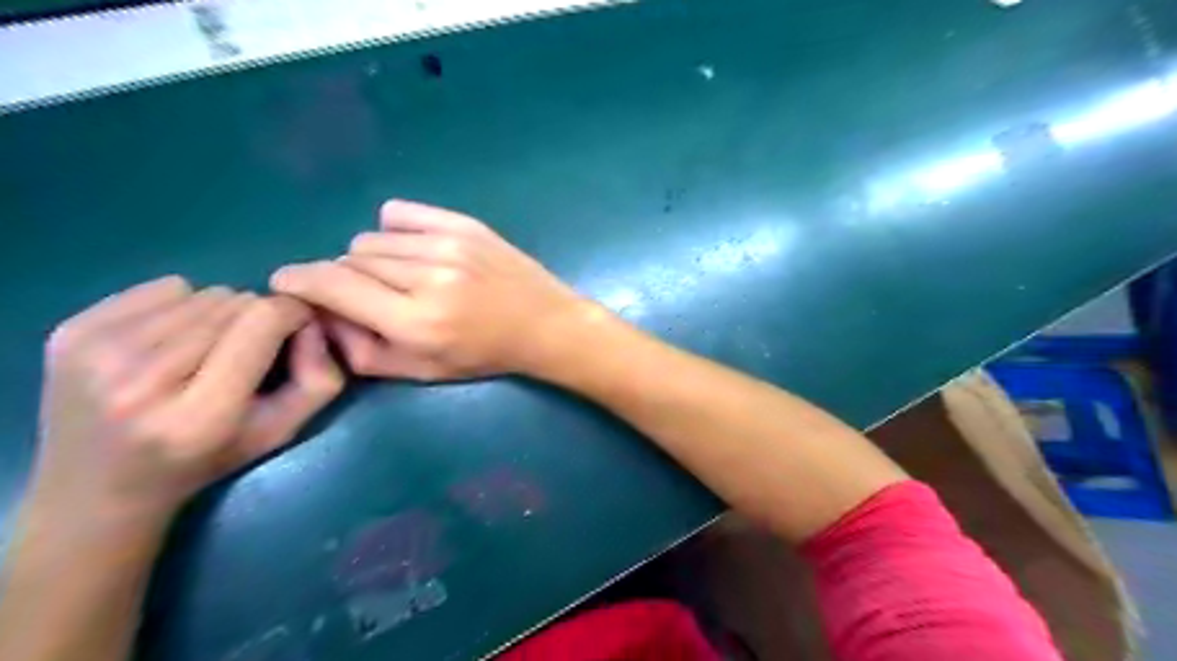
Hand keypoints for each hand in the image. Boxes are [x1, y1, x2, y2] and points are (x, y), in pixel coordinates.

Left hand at [32, 277, 343, 531]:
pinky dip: (180, 306)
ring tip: (207, 350)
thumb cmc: (206, 461)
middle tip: (246, 351)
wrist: (95, 492)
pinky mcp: (68, 333)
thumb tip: (313, 321)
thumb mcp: (282, 432)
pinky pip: (162, 288)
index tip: (298, 328)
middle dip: (255, 319)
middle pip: (233, 303)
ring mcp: (96, 353)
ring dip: (219, 314)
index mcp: (201, 415)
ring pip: (201, 293)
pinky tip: (170, 342)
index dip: (292, 314)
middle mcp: (141, 380)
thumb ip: (319, 380)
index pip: (262, 321)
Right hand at [272, 198, 594, 379]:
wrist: (543, 324)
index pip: (333, 286)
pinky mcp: (464, 224)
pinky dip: (394, 231)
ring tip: (400, 278)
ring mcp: (448, 245)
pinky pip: (400, 214)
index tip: (286, 283)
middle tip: (369, 296)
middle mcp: (428, 278)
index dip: (299, 281)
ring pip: (372, 239)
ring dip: (372, 260)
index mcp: (416, 321)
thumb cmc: (484, 355)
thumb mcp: (423, 372)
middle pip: (350, 260)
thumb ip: (364, 352)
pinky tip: (411, 250)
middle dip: (345, 280)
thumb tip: (322, 317)